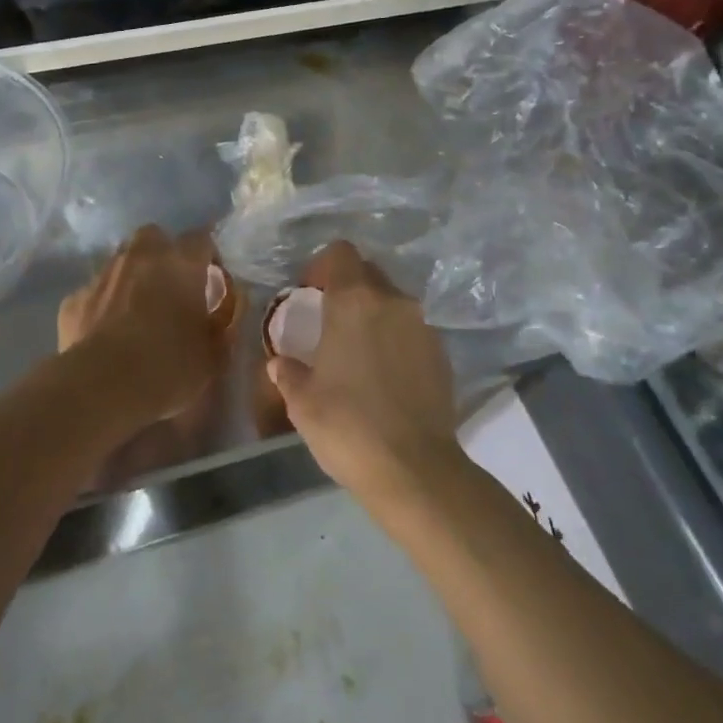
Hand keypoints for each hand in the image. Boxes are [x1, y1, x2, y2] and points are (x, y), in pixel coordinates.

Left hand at [56, 225, 229, 436]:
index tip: (211, 280)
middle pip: (153, 236)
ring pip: (120, 261)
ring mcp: (102, 275)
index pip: (201, 239)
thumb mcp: (212, 356)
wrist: (102, 386)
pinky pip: (94, 293)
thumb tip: (223, 315)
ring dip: (131, 277)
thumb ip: (221, 327)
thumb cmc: (169, 367)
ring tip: (136, 311)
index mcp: (180, 263)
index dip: (207, 256)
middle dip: (162, 254)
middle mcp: (140, 257)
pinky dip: (102, 306)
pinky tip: (105, 334)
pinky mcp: (74, 299)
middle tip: (170, 287)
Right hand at [266, 241, 465, 506]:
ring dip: (374, 315)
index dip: (322, 266)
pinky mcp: (443, 353)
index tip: (310, 292)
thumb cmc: (347, 426)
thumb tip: (280, 363)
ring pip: (393, 302)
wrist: (415, 469)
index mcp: (354, 301)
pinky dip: (397, 340)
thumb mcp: (302, 402)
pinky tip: (386, 375)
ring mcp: (423, 326)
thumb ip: (288, 373)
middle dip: (349, 288)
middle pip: (368, 273)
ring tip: (359, 351)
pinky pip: (412, 330)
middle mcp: (392, 301)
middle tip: (331, 322)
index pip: (340, 253)